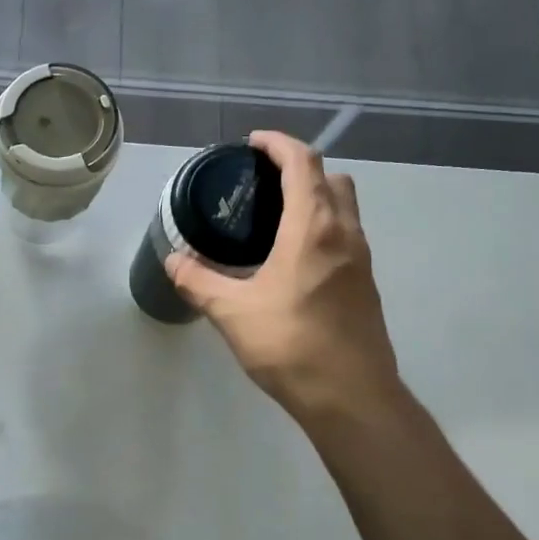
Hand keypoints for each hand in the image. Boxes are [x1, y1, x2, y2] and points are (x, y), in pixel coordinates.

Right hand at [166, 131, 404, 429]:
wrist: (351, 397)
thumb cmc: (291, 344)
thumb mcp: (232, 312)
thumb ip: (199, 282)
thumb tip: (173, 261)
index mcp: (314, 228)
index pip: (303, 163)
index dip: (279, 144)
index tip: (253, 142)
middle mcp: (345, 234)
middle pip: (332, 179)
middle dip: (300, 168)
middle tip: (263, 181)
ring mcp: (361, 261)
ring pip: (344, 209)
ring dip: (316, 198)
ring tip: (274, 217)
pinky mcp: (365, 286)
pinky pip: (346, 237)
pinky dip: (322, 228)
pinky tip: (292, 259)